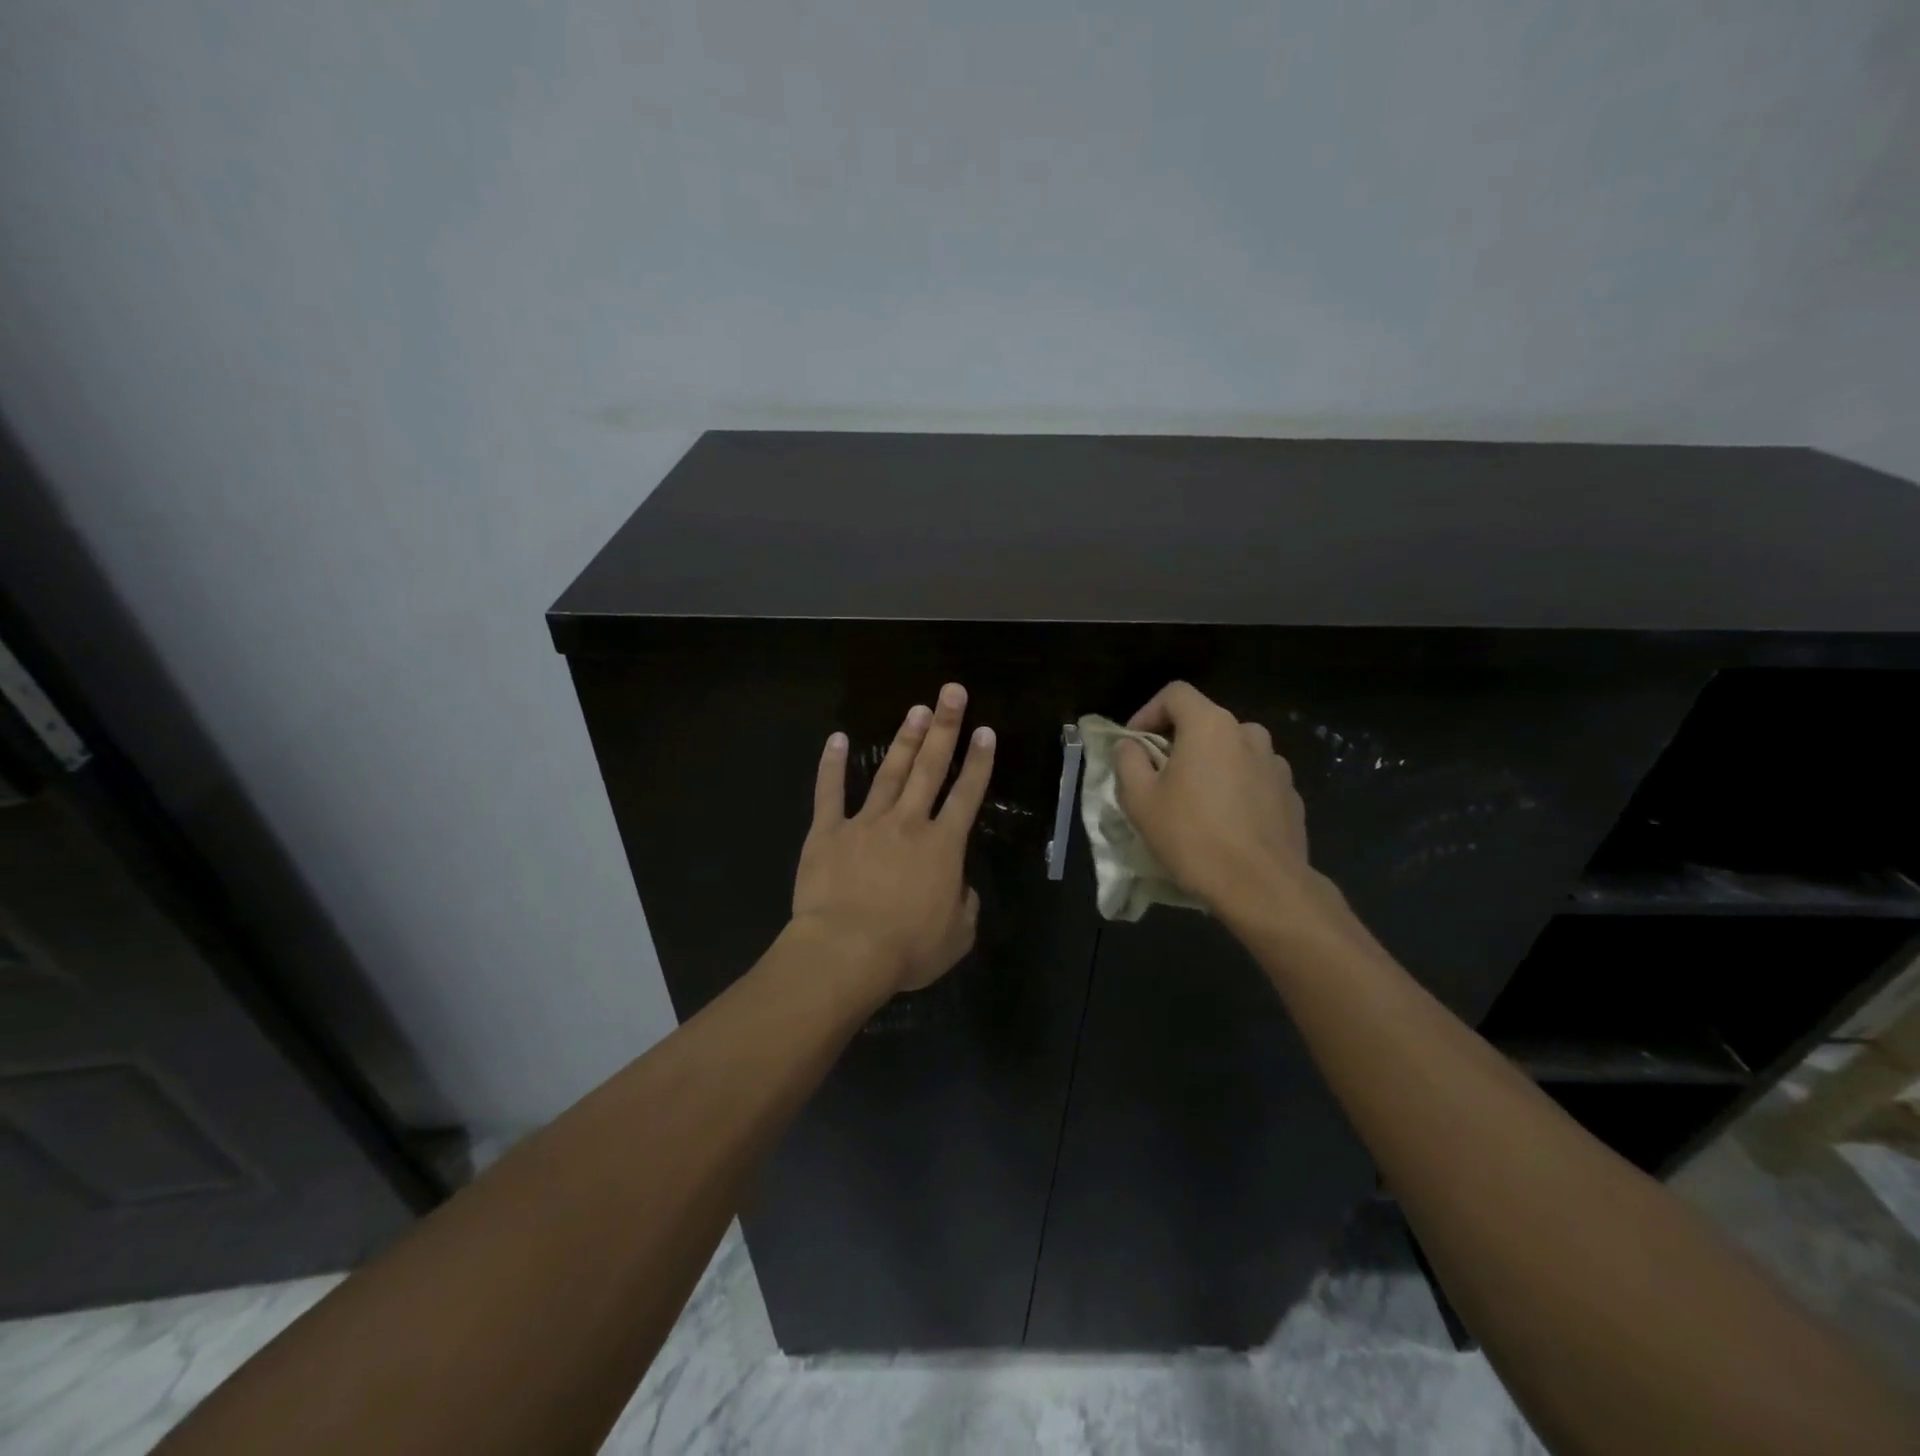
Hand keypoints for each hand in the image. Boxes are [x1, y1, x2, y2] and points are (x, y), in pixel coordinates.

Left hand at [793, 683, 995, 993]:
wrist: (846, 952)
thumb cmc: (907, 949)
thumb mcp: (957, 937)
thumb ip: (966, 906)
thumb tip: (961, 888)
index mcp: (942, 846)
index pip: (967, 795)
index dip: (978, 762)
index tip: (985, 731)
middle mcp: (908, 823)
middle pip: (929, 768)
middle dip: (945, 728)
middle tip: (952, 692)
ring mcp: (865, 823)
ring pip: (889, 773)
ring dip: (904, 739)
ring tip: (916, 709)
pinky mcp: (827, 832)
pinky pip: (829, 793)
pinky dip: (832, 765)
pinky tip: (837, 739)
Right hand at [1113, 681, 1317, 920]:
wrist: (1262, 887)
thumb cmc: (1192, 836)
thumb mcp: (1140, 800)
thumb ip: (1128, 761)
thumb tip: (1131, 746)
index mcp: (1211, 726)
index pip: (1175, 694)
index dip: (1148, 712)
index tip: (1134, 743)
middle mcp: (1248, 734)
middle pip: (1205, 723)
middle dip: (1178, 743)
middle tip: (1159, 777)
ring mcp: (1276, 765)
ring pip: (1232, 752)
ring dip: (1209, 766)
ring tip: (1194, 803)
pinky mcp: (1291, 795)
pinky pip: (1253, 779)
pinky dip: (1235, 789)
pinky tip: (1224, 824)